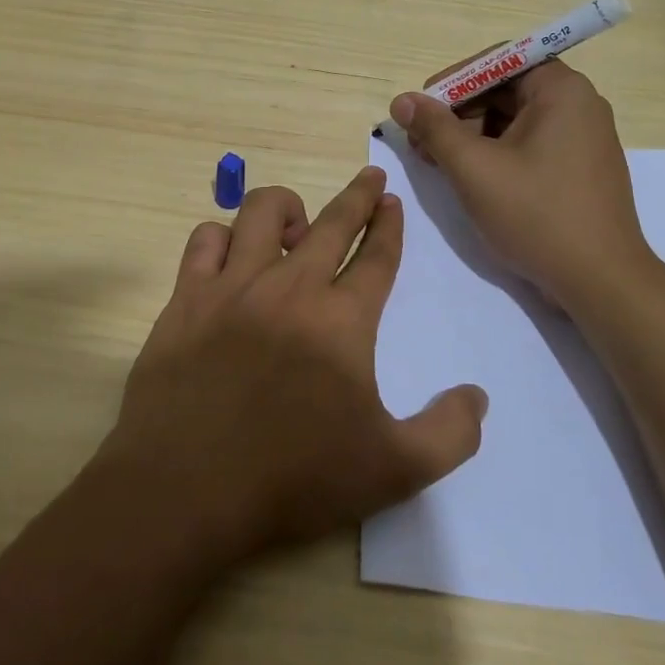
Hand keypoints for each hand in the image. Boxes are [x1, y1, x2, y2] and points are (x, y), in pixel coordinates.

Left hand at [99, 169, 487, 566]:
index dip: (389, 226)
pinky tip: (231, 254)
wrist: (186, 488)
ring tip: (296, 224)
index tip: (392, 202)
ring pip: (261, 212)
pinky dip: (223, 236)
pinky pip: (205, 240)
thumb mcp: (393, 471)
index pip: (376, 257)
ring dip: (287, 208)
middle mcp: (290, 287)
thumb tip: (477, 395)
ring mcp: (233, 286)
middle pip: (332, 222)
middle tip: (370, 177)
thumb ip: (448, 433)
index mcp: (342, 320)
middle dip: (358, 195)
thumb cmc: (293, 479)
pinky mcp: (187, 298)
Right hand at [389, 61, 658, 308]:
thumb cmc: (537, 215)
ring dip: (473, 136)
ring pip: (514, 120)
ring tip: (442, 166)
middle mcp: (578, 104)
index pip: (497, 62)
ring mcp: (583, 137)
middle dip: (458, 114)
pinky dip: (497, 154)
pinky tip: (472, 180)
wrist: (601, 282)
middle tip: (423, 145)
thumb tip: (402, 101)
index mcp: (561, 90)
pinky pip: (530, 144)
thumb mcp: (474, 168)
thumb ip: (434, 129)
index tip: (420, 110)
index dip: (453, 82)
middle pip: (504, 90)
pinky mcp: (580, 167)